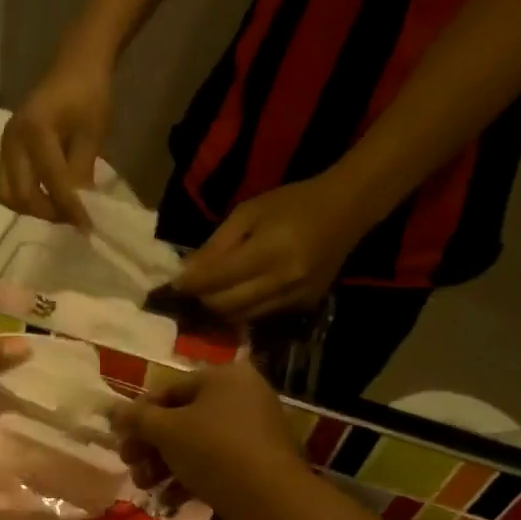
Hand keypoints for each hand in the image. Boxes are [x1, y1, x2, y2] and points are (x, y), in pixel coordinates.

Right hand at [0, 60, 112, 229]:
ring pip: (7, 195)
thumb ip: (81, 174)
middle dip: (49, 212)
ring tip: (58, 208)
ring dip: (32, 209)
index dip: (71, 208)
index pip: (52, 182)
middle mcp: (12, 141)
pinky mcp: (4, 152)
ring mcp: (4, 147)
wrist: (75, 69)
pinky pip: (5, 186)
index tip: (87, 227)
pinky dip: (23, 199)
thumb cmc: (88, 96)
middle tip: (73, 217)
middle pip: (22, 195)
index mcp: (35, 131)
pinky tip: (46, 197)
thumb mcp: (92, 136)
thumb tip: (80, 209)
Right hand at [112, 361, 311, 519]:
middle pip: (181, 418)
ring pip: (196, 442)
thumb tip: (112, 410)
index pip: (168, 390)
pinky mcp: (258, 461)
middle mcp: (242, 396)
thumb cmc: (215, 452)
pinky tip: (170, 498)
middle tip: (130, 466)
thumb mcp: (167, 431)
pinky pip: (215, 462)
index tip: (120, 440)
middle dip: (150, 445)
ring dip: (164, 464)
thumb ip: (136, 418)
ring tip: (145, 486)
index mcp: (223, 377)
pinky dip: (190, 476)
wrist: (273, 500)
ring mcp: (253, 429)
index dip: (138, 415)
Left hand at [169, 178, 361, 321]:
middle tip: (190, 291)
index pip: (217, 280)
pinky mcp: (304, 306)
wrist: (348, 208)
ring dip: (220, 310)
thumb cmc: (293, 202)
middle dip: (202, 300)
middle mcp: (282, 281)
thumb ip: (216, 245)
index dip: (190, 285)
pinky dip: (243, 310)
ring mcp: (295, 298)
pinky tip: (236, 297)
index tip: (172, 285)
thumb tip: (186, 272)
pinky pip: (261, 316)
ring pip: (242, 317)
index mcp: (269, 252)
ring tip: (209, 296)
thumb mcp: (248, 212)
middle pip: (226, 305)